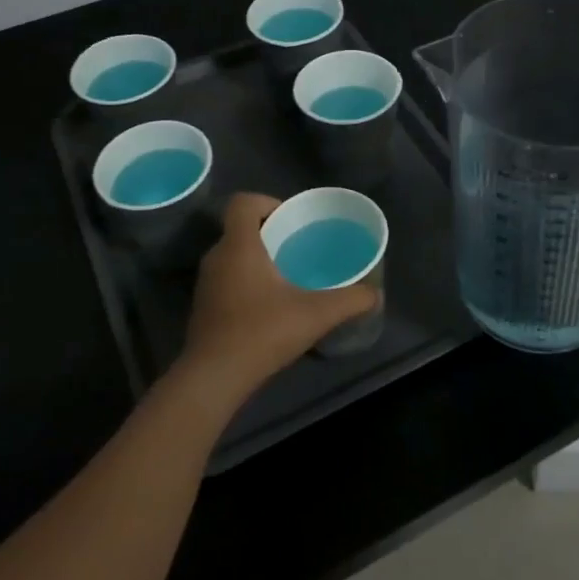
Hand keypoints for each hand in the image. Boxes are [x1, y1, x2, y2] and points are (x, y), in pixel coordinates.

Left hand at [176, 193, 379, 401]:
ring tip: (287, 275)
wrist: (214, 377)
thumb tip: (375, 294)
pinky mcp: (203, 307)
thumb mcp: (316, 314)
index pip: (243, 202)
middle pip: (240, 228)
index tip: (291, 220)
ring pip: (233, 255)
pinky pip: (226, 278)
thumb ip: (350, 301)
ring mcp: (206, 283)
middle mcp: (217, 257)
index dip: (267, 201)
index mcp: (239, 246)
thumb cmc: (262, 332)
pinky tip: (269, 305)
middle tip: (298, 247)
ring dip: (257, 258)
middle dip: (269, 232)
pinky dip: (246, 281)